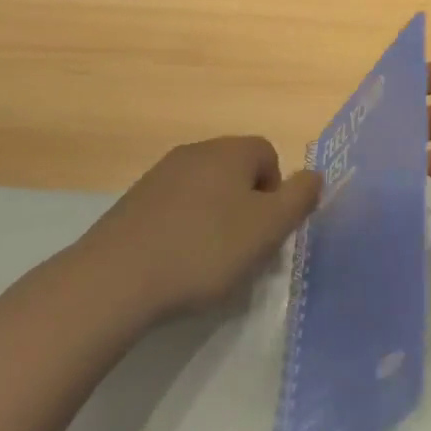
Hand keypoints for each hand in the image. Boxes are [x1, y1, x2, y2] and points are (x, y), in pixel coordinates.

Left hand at [79, 137, 322, 321]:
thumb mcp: (267, 229)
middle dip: (246, 207)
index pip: (269, 156)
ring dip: (214, 220)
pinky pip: (174, 208)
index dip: (275, 194)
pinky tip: (175, 264)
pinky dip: (183, 230)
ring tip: (207, 263)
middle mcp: (197, 151)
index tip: (266, 232)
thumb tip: (315, 174)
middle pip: (237, 172)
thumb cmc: (204, 250)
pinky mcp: (133, 202)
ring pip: (205, 191)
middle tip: (242, 250)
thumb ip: (299, 198)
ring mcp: (160, 174)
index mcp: (231, 151)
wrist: (115, 279)